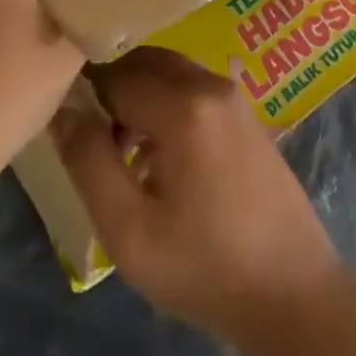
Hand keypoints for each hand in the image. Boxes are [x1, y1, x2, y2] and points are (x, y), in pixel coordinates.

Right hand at [52, 47, 342, 352]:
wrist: (294, 293)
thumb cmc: (205, 268)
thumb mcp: (129, 230)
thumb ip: (89, 162)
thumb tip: (62, 109)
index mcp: (184, 107)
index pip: (115, 76)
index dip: (87, 98)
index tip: (72, 131)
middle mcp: (210, 84)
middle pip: (145, 63)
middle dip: (113, 91)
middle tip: (97, 141)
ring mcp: (234, 96)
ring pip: (169, 72)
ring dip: (140, 98)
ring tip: (125, 155)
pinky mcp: (246, 114)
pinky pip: (193, 89)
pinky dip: (167, 105)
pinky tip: (161, 159)